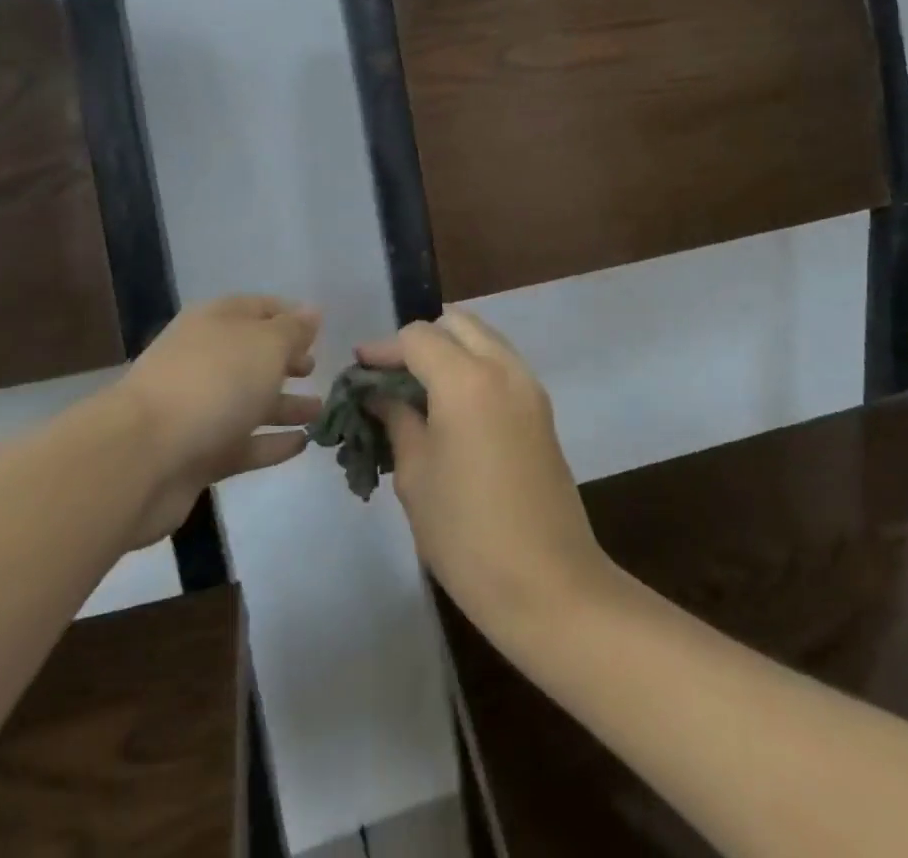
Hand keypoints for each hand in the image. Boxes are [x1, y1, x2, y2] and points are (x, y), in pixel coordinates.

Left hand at [111, 295, 320, 549]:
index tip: (319, 329)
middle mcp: (204, 360)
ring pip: (249, 402)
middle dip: (285, 362)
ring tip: (320, 411)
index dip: (289, 315)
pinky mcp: (197, 454)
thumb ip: (293, 330)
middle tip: (316, 370)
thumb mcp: (266, 345)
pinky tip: (302, 445)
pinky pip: (243, 443)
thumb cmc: (214, 382)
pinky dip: (271, 443)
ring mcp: (198, 409)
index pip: (258, 308)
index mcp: (215, 322)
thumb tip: (311, 312)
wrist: (143, 457)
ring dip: (284, 405)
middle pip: (251, 356)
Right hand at [357, 309, 613, 640]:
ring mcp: (529, 387)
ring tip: (418, 390)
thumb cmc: (467, 533)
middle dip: (421, 340)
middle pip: (457, 324)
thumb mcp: (416, 475)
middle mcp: (504, 368)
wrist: (548, 583)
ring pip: (484, 340)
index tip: (359, 369)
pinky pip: (502, 365)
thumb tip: (380, 394)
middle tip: (391, 375)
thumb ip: (397, 420)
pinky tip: (451, 406)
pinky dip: (473, 368)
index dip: (384, 349)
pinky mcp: (542, 410)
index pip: (418, 337)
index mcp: (467, 379)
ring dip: (450, 350)